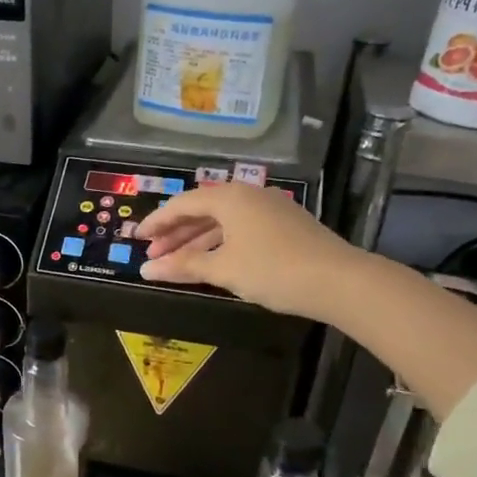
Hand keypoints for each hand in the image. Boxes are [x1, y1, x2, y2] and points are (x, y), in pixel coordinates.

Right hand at [135, 182, 359, 319]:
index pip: (182, 204)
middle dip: (175, 234)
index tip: (137, 238)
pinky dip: (220, 244)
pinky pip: (241, 229)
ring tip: (177, 263)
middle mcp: (248, 195)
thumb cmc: (272, 269)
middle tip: (153, 254)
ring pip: (222, 222)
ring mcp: (270, 209)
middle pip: (202, 210)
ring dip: (197, 241)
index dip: (157, 222)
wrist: (339, 281)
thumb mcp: (222, 269)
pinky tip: (213, 262)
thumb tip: (145, 270)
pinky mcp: (285, 226)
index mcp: (229, 197)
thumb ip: (182, 267)